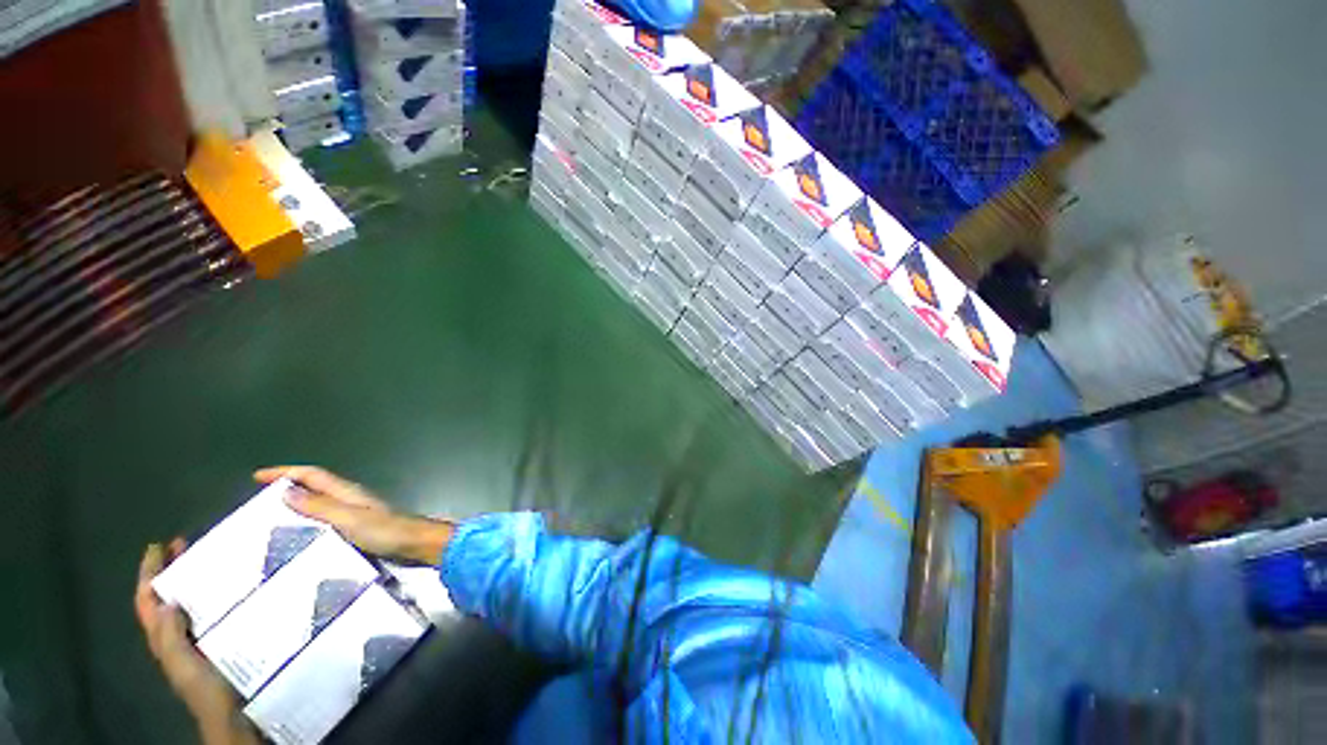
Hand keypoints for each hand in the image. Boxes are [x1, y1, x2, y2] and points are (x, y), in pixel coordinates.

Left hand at [135, 541, 257, 744]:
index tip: (159, 546)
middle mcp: (175, 636)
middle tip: (185, 543)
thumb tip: (167, 600)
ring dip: (190, 580)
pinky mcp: (218, 640)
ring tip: (207, 558)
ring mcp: (196, 639)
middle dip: (169, 571)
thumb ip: (171, 638)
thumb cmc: (207, 690)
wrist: (233, 715)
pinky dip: (209, 596)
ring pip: (185, 603)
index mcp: (163, 639)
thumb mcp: (185, 666)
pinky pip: (207, 612)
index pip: (148, 602)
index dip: (149, 574)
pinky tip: (228, 587)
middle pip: (165, 598)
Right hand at [255, 466, 453, 565]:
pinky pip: (326, 522)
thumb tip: (286, 490)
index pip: (312, 475)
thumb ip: (320, 506)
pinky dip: (308, 525)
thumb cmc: (385, 531)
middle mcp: (349, 499)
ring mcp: (355, 514)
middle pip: (314, 488)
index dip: (286, 472)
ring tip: (270, 524)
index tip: (258, 476)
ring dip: (296, 509)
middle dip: (287, 490)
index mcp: (347, 492)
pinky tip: (299, 540)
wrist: (415, 544)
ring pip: (319, 505)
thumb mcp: (348, 519)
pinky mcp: (358, 529)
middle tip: (258, 504)